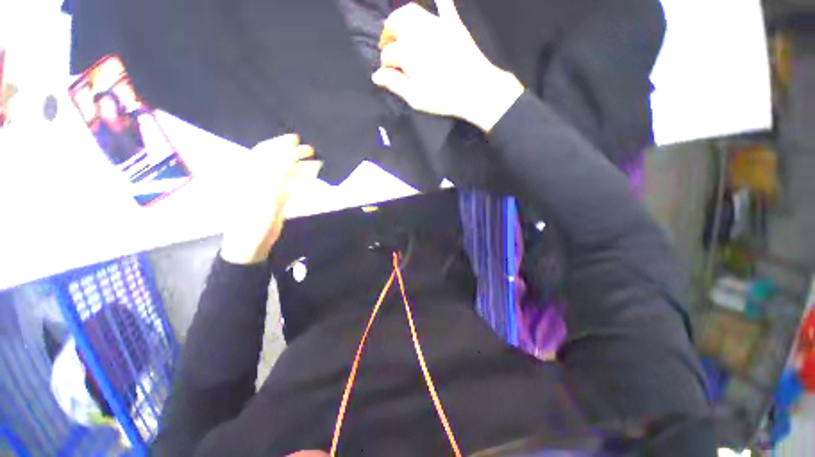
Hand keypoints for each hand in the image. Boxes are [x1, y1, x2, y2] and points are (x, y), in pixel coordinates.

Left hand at [220, 134, 321, 264]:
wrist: (251, 245)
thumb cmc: (254, 219)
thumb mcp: (265, 193)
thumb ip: (276, 171)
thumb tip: (287, 151)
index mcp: (250, 174)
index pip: (265, 152)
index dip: (280, 144)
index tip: (296, 138)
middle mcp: (258, 179)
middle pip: (277, 162)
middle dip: (294, 155)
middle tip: (311, 150)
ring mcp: (267, 191)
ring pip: (286, 175)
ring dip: (301, 169)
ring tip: (317, 166)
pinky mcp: (275, 202)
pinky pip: (290, 188)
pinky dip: (301, 184)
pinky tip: (311, 183)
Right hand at [372, 0, 523, 131]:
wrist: (475, 90)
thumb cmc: (443, 97)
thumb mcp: (415, 97)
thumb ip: (394, 84)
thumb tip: (376, 76)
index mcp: (407, 52)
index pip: (388, 54)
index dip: (386, 65)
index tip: (388, 74)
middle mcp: (418, 33)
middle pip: (395, 25)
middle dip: (388, 35)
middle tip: (387, 46)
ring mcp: (436, 25)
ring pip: (411, 12)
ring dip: (400, 17)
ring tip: (398, 27)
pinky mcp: (452, 24)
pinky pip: (443, 5)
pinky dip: (437, 0)